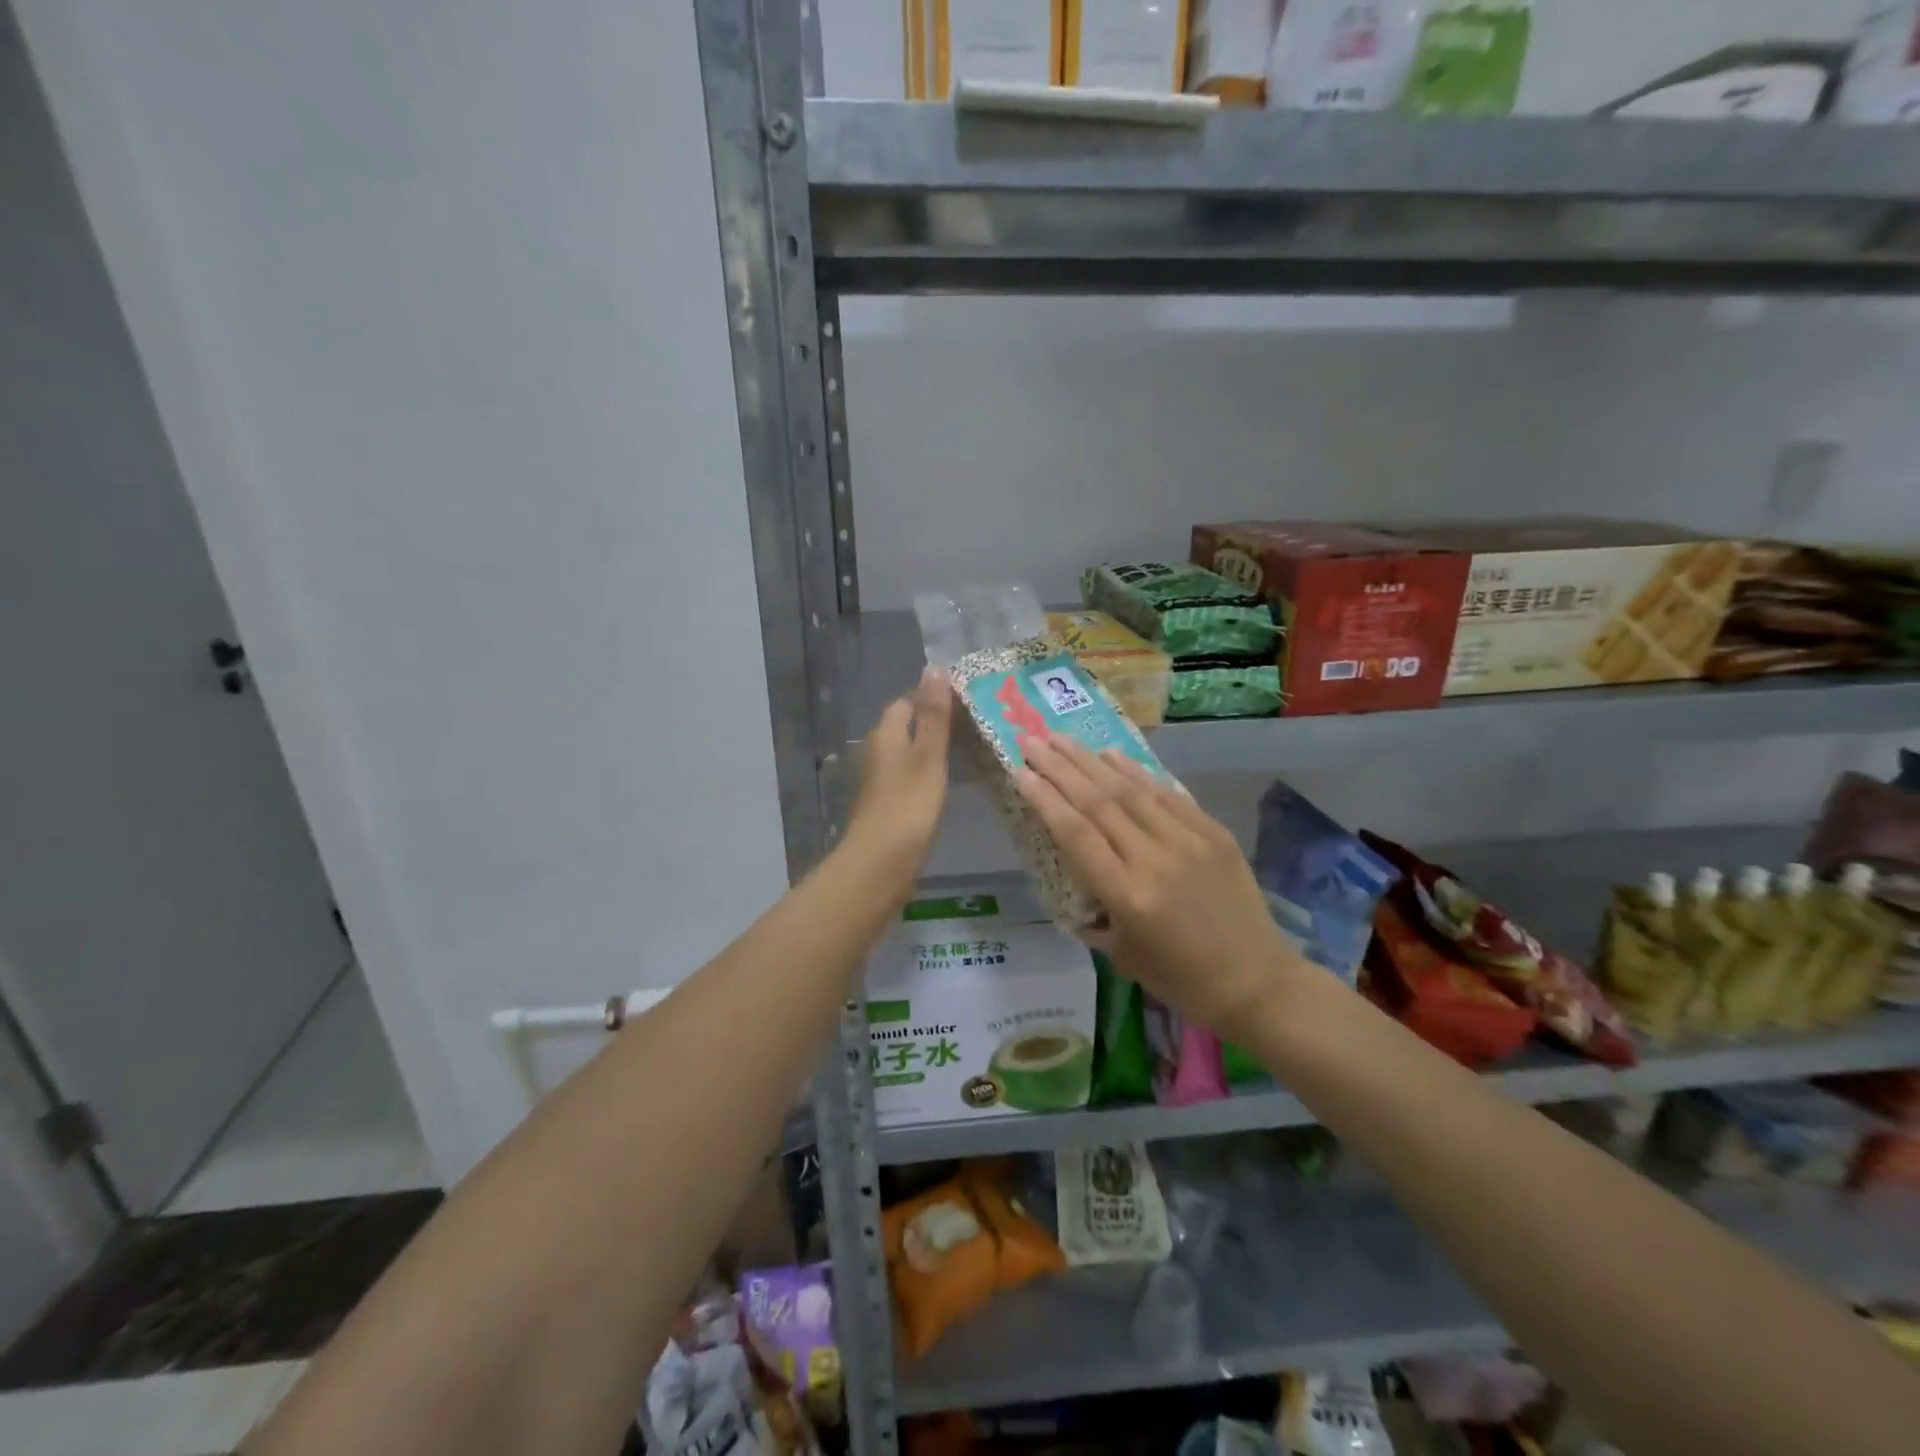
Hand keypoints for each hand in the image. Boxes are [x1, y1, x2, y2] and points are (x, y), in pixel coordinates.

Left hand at [846, 667, 953, 869]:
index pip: (907, 701)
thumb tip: (933, 667)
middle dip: (935, 723)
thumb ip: (933, 714)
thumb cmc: (908, 804)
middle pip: (906, 726)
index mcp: (884, 734)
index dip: (934, 698)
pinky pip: (909, 777)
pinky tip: (947, 784)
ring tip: (969, 752)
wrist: (881, 862)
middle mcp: (877, 752)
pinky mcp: (887, 804)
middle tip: (975, 727)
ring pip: (908, 753)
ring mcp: (880, 780)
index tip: (967, 703)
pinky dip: (927, 775)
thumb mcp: (928, 754)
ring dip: (932, 750)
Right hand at [1014, 736, 1298, 1031]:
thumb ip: (1092, 912)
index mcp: (1128, 896)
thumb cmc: (1182, 979)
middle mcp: (1154, 859)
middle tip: (1032, 741)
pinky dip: (1136, 772)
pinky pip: (1167, 794)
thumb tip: (1071, 879)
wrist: (1258, 981)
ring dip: (1091, 760)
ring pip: (1130, 790)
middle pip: (1098, 802)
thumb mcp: (1122, 955)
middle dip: (1059, 767)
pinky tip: (1111, 755)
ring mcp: (1188, 841)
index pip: (1076, 834)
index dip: (1044, 799)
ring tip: (1061, 739)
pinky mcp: (1213, 832)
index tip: (1019, 771)